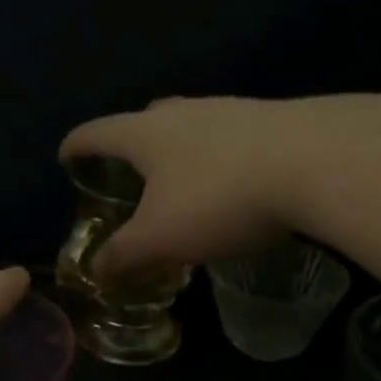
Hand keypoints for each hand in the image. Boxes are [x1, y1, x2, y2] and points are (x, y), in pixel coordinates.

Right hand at [60, 97, 298, 275]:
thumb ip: (123, 254)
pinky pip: (229, 139)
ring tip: (182, 183)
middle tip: (128, 173)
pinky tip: (234, 185)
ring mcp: (229, 110)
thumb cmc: (218, 198)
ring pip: (191, 127)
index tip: (66, 157)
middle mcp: (183, 112)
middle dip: (131, 145)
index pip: (96, 133)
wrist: (315, 162)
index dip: (76, 146)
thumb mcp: (160, 238)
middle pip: (144, 121)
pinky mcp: (270, 120)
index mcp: (145, 134)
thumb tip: (96, 269)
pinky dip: (218, 159)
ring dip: (179, 152)